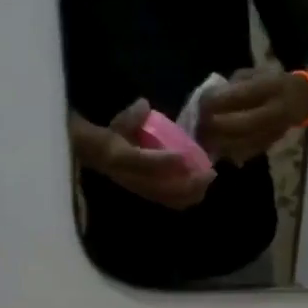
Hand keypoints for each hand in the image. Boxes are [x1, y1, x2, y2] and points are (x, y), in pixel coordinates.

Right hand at [79, 101, 214, 209]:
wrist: (98, 157)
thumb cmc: (114, 136)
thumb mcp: (119, 122)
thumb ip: (131, 116)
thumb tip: (144, 105)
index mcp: (119, 158)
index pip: (142, 162)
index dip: (163, 161)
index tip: (184, 156)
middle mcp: (131, 178)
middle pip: (161, 188)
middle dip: (187, 182)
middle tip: (209, 171)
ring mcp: (141, 189)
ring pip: (168, 198)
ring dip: (190, 192)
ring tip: (208, 180)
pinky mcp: (149, 196)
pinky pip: (170, 202)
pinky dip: (187, 198)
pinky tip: (201, 188)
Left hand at [197, 67, 307, 164]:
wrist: (303, 99)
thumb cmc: (273, 82)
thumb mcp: (256, 73)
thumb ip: (234, 84)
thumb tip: (208, 98)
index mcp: (272, 87)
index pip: (242, 95)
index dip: (219, 100)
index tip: (200, 103)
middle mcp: (276, 110)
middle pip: (243, 123)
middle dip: (218, 125)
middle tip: (199, 124)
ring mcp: (275, 131)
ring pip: (245, 142)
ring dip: (220, 142)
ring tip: (202, 138)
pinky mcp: (271, 144)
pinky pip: (247, 152)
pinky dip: (229, 151)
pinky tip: (215, 147)